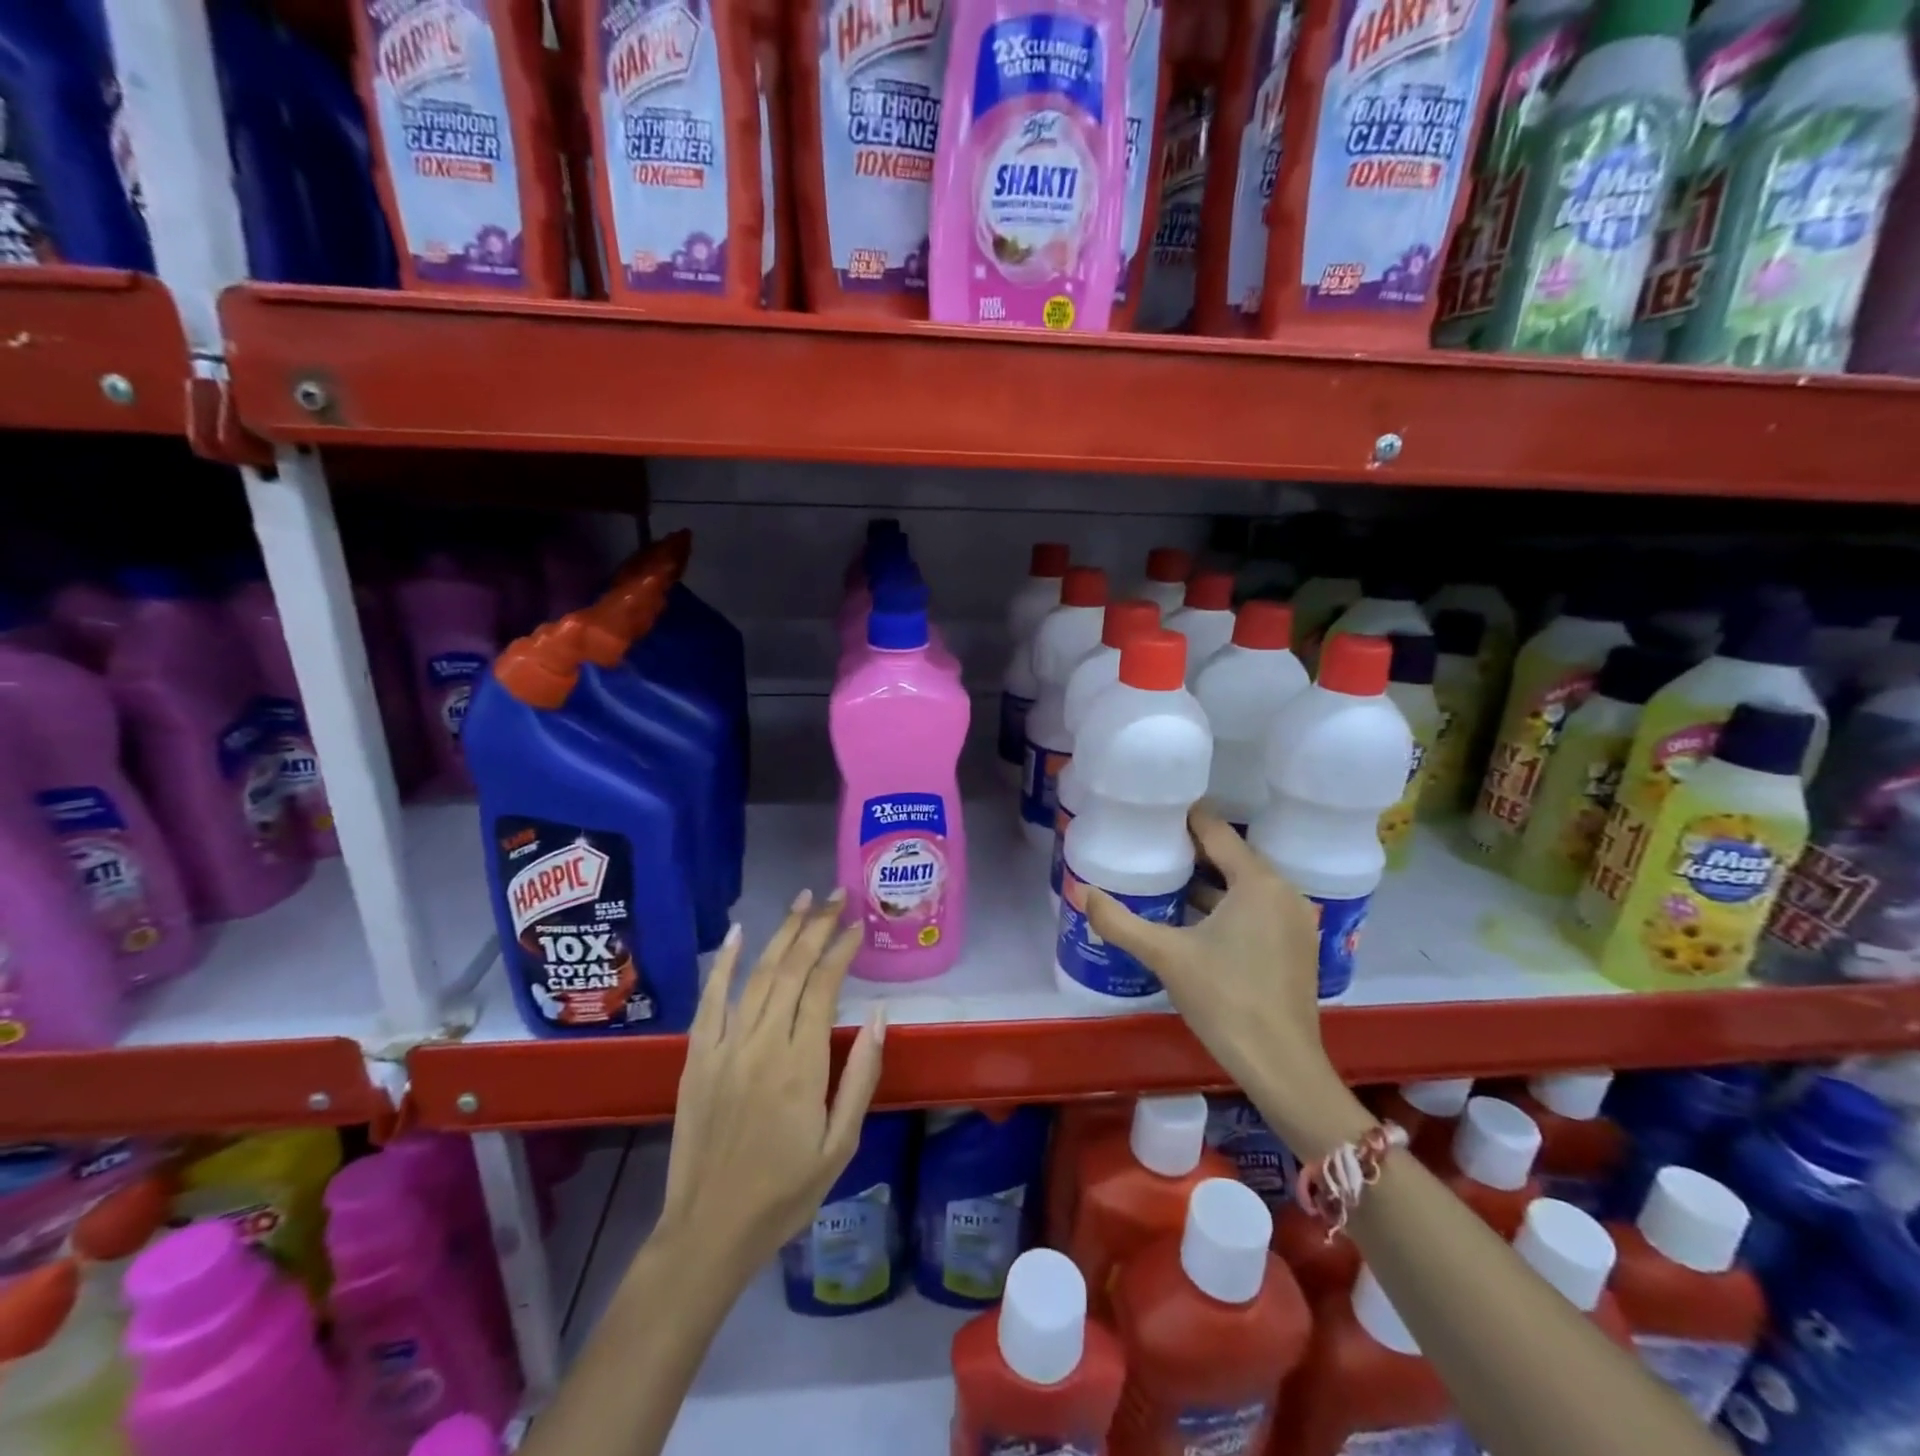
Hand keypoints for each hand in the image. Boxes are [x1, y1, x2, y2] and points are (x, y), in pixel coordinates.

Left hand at [659, 888, 886, 1276]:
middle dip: (816, 927)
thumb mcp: (840, 1144)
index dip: (840, 951)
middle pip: (790, 970)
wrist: (709, 1230)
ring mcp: (724, 1048)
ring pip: (756, 976)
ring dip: (781, 933)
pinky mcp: (697, 1057)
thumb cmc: (786, 1191)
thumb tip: (879, 1015)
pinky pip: (710, 1000)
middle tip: (835, 896)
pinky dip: (722, 963)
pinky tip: (737, 933)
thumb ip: (861, 1075)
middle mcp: (761, 1045)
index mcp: (800, 1065)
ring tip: (802, 901)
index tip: (857, 926)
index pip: (822, 988)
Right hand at [1086, 809, 1368, 1157]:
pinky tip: (1194, 920)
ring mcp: (1295, 921)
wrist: (1281, 1065)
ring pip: (1244, 885)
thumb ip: (1120, 922)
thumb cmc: (1225, 999)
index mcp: (1257, 882)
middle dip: (1191, 851)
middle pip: (1231, 856)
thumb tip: (1081, 892)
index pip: (1216, 831)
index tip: (1152, 813)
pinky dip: (1227, 905)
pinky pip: (1256, 909)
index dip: (1183, 818)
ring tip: (1164, 880)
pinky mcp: (1296, 947)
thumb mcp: (1165, 956)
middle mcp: (1283, 892)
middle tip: (1149, 846)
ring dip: (1208, 880)